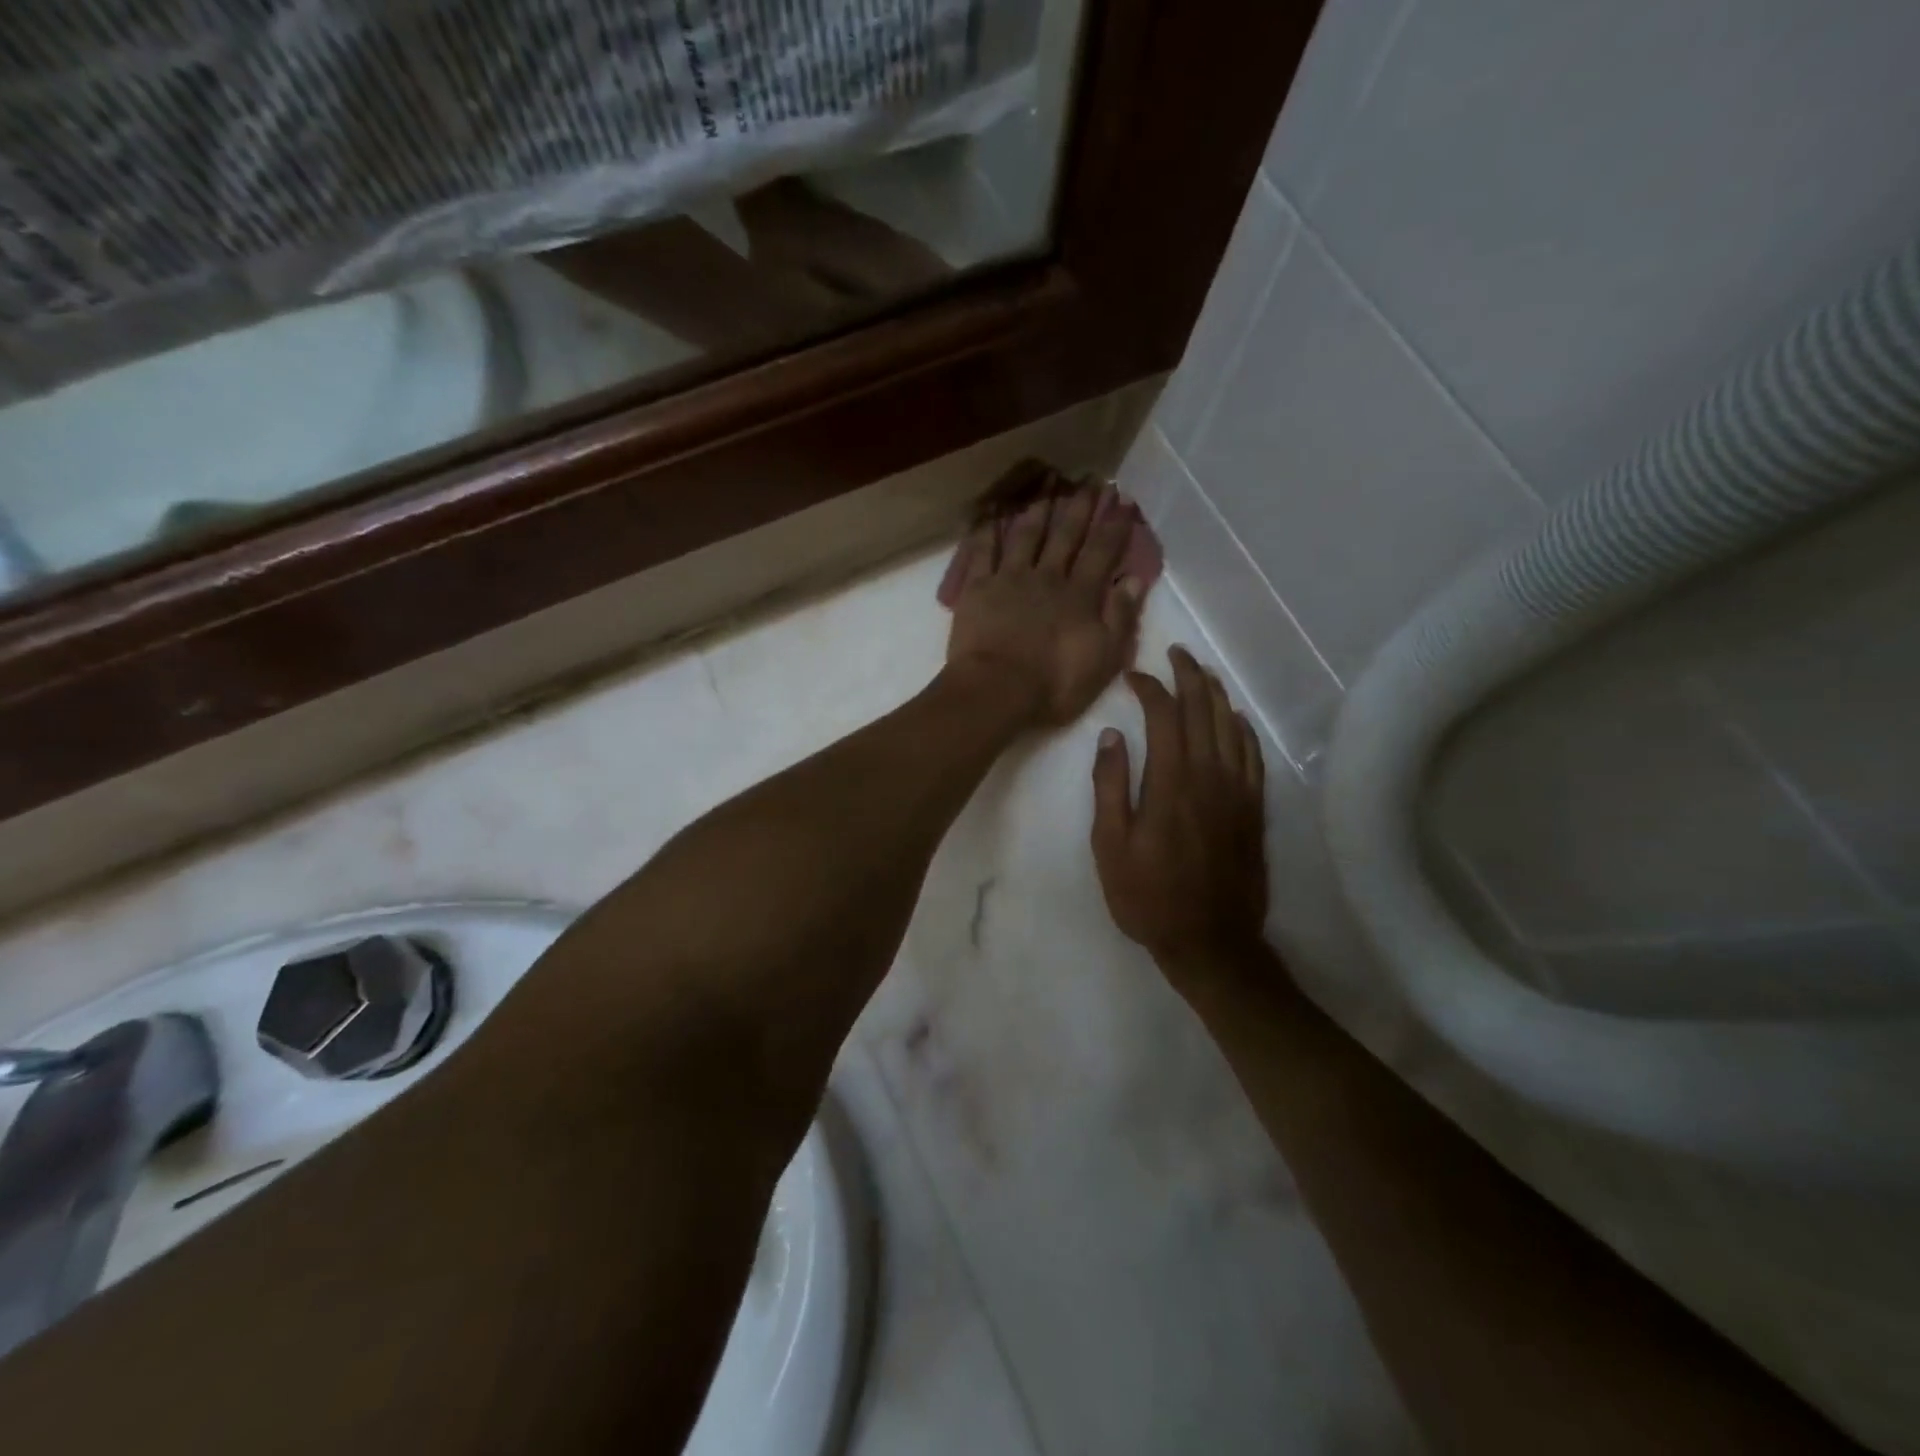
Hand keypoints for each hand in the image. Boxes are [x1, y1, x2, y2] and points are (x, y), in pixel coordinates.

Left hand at [946, 470, 1144, 725]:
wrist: (997, 690)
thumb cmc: (1054, 684)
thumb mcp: (1104, 658)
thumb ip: (1120, 617)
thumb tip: (1135, 579)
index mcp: (1080, 595)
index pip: (1102, 552)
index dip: (1114, 526)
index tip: (1122, 501)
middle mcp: (1047, 577)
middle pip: (1066, 535)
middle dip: (1080, 507)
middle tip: (1089, 479)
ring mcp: (1010, 579)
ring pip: (1026, 536)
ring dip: (1039, 510)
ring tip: (1047, 486)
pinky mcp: (977, 589)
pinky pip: (982, 552)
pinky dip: (987, 530)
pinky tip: (992, 513)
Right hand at [1090, 647, 1269, 986]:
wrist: (1211, 940)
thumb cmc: (1148, 896)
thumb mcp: (1110, 846)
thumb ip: (1110, 787)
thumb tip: (1111, 736)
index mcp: (1171, 782)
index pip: (1165, 716)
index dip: (1150, 688)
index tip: (1133, 676)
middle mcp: (1209, 776)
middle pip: (1203, 711)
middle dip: (1189, 676)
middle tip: (1176, 653)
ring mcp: (1237, 792)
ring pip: (1230, 727)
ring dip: (1216, 695)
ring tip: (1203, 673)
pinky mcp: (1253, 809)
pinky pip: (1253, 756)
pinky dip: (1243, 730)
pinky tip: (1235, 718)